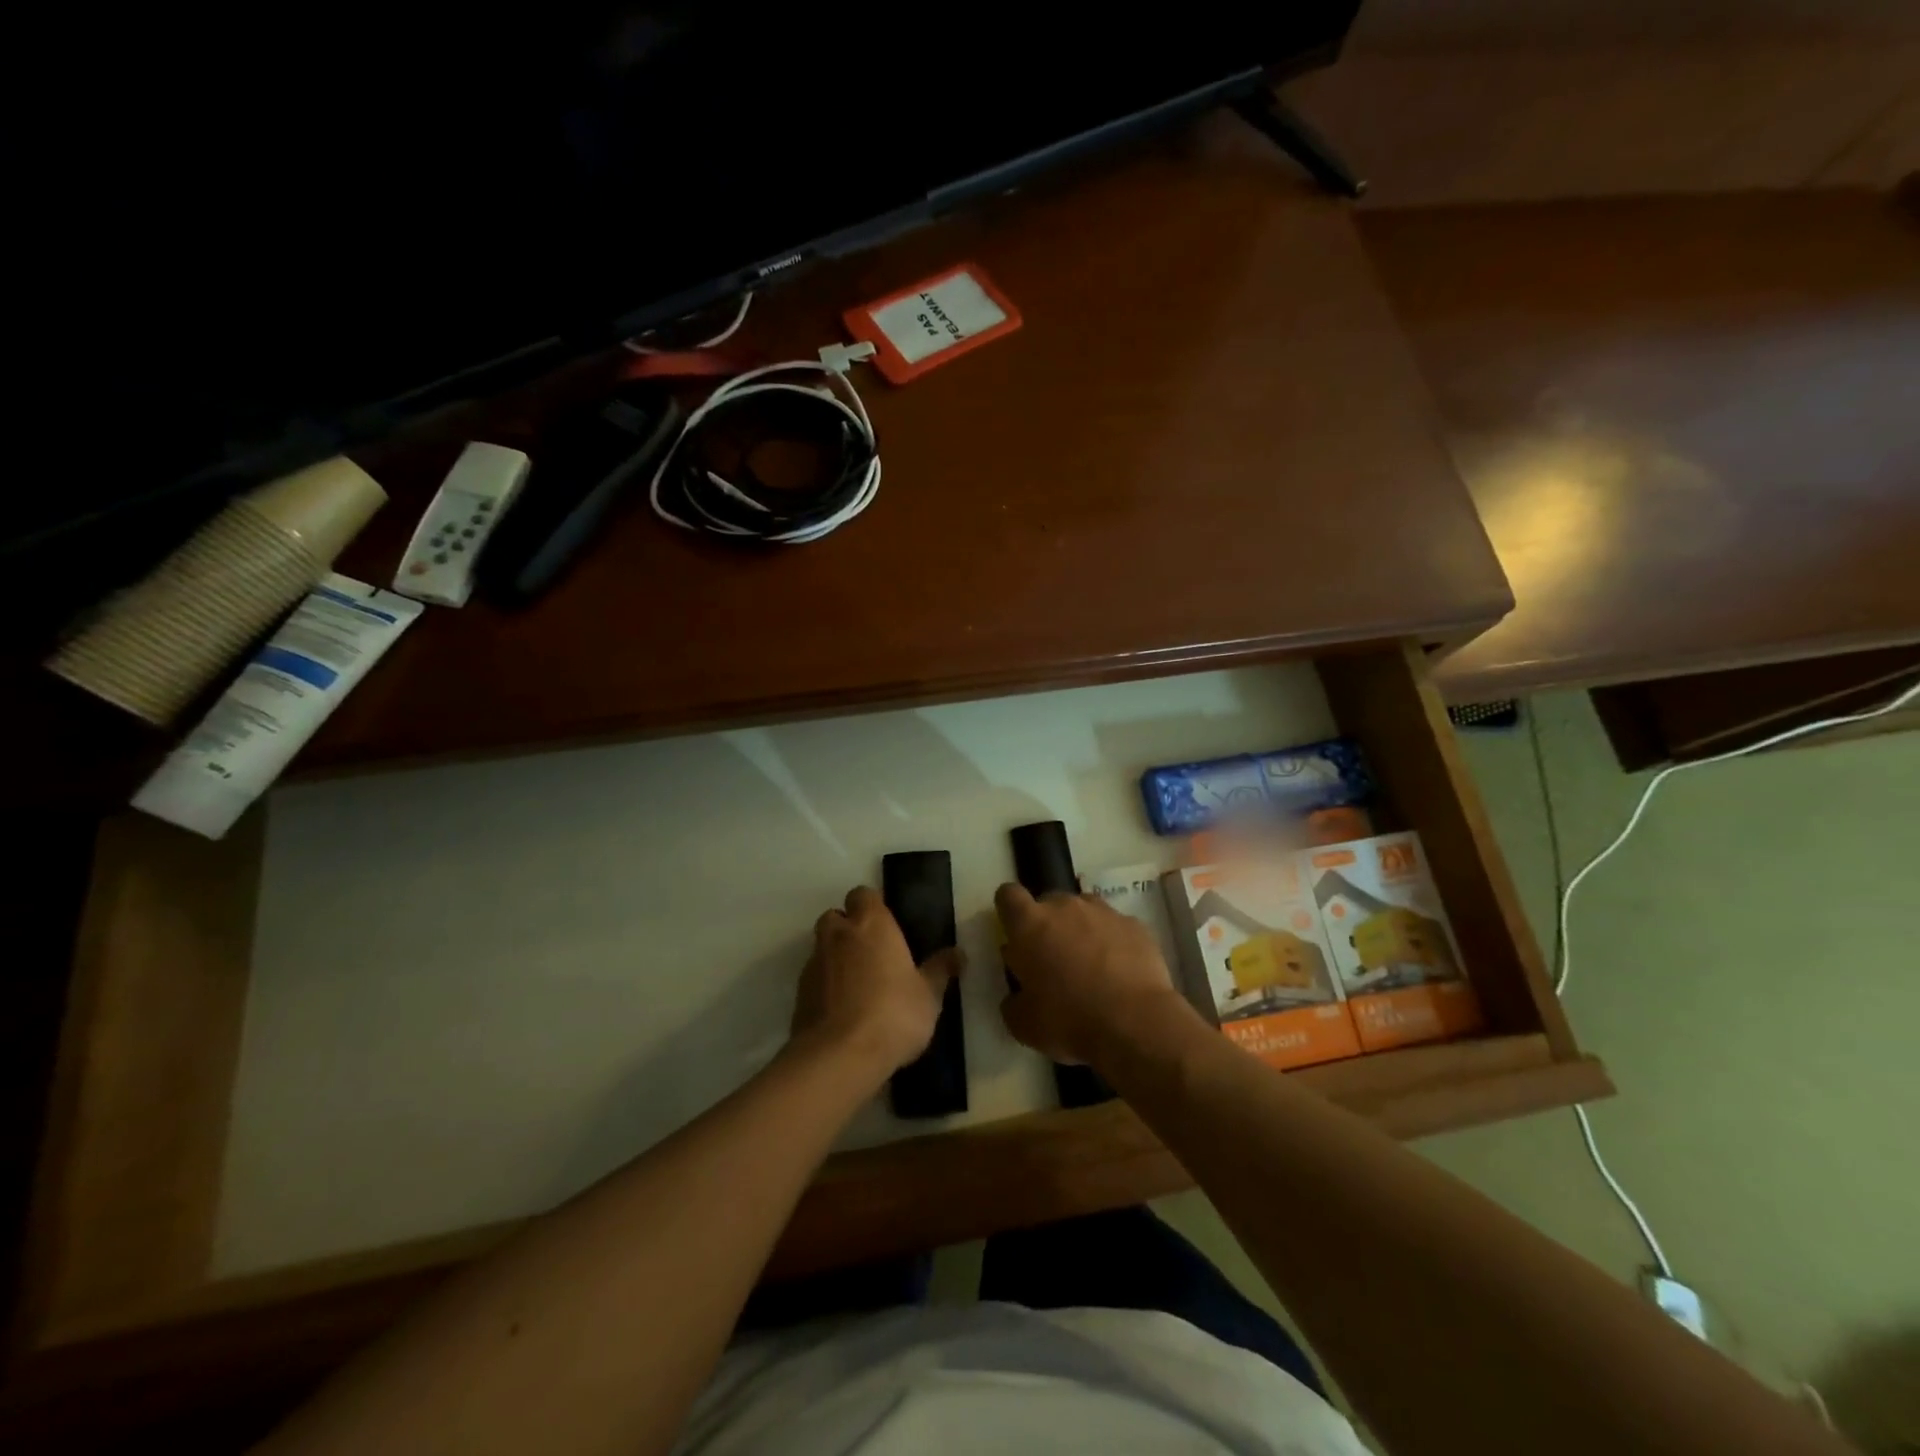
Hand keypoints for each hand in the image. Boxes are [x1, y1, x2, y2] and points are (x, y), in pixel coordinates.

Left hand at [792, 886, 962, 1081]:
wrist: (839, 1056)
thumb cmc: (893, 1014)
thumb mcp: (929, 995)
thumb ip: (940, 970)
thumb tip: (958, 953)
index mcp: (871, 924)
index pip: (863, 894)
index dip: (873, 906)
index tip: (887, 925)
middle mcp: (838, 935)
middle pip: (836, 916)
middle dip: (849, 927)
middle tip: (872, 951)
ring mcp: (814, 964)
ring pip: (822, 947)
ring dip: (836, 957)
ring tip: (858, 985)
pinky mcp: (799, 993)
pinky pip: (814, 978)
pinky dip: (825, 985)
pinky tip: (843, 1010)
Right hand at [995, 883, 1187, 1068]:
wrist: (1135, 1023)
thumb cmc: (1069, 1020)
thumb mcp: (1023, 1024)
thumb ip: (1013, 1001)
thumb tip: (1018, 994)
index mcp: (1030, 924)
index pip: (1008, 895)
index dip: (1009, 910)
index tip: (1014, 933)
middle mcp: (1065, 906)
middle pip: (1049, 902)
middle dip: (1048, 924)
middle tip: (1053, 960)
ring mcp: (1103, 912)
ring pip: (1084, 911)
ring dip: (1081, 930)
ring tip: (1090, 966)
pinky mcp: (1135, 925)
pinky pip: (1115, 927)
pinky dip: (1113, 943)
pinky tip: (1120, 973)